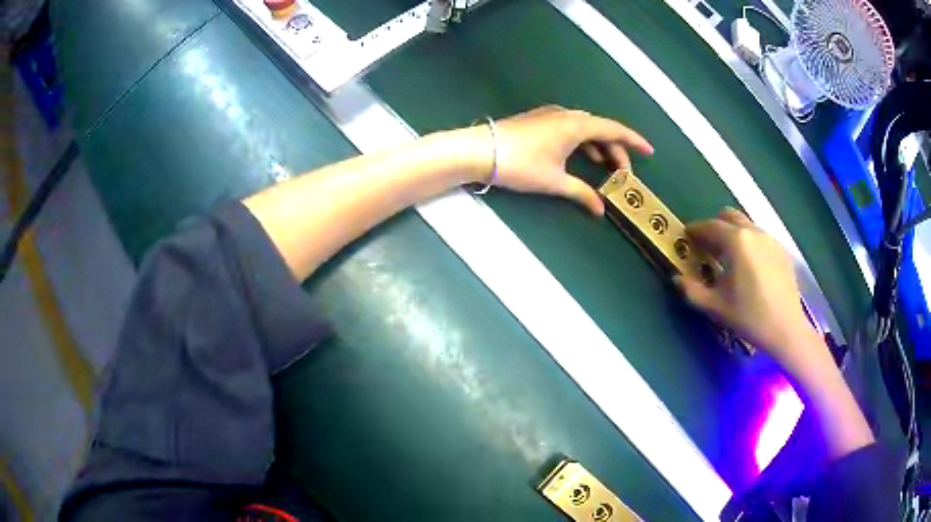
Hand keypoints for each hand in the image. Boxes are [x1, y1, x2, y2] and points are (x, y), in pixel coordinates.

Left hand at [458, 106, 652, 214]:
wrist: (479, 150)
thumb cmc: (520, 164)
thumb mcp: (554, 181)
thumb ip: (581, 193)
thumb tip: (600, 210)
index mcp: (576, 125)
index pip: (614, 129)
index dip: (633, 141)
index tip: (649, 151)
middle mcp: (566, 115)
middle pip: (600, 129)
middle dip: (615, 149)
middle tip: (622, 173)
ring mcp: (550, 116)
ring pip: (584, 129)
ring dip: (597, 146)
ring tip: (605, 167)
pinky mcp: (538, 121)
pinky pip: (570, 128)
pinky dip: (581, 142)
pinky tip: (580, 157)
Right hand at [674, 208, 825, 372]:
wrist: (786, 329)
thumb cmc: (749, 316)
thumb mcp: (716, 307)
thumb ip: (692, 290)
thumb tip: (677, 278)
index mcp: (736, 241)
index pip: (710, 226)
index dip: (695, 230)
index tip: (686, 236)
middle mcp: (754, 232)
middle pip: (730, 217)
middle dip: (715, 226)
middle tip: (708, 247)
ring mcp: (771, 239)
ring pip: (746, 226)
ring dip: (733, 234)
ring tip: (729, 259)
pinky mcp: (782, 250)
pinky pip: (760, 238)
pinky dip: (749, 244)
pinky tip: (750, 268)